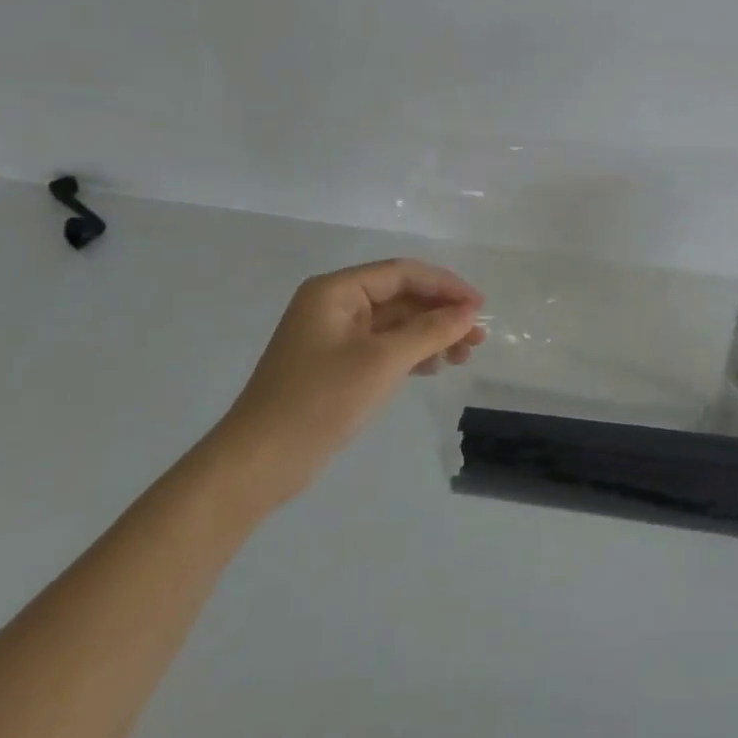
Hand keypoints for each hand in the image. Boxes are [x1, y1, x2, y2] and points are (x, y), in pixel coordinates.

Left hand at [207, 259, 485, 510]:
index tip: (479, 307)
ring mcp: (334, 337)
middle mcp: (334, 305)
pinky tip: (434, 367)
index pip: (402, 273)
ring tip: (464, 356)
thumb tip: (470, 312)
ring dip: (431, 335)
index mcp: (336, 290)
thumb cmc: (319, 401)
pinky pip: (383, 347)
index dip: (445, 286)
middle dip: (441, 314)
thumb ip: (430, 331)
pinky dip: (411, 353)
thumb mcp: (382, 361)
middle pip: (400, 297)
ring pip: (395, 324)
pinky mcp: (336, 366)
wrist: (258, 463)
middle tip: (477, 337)